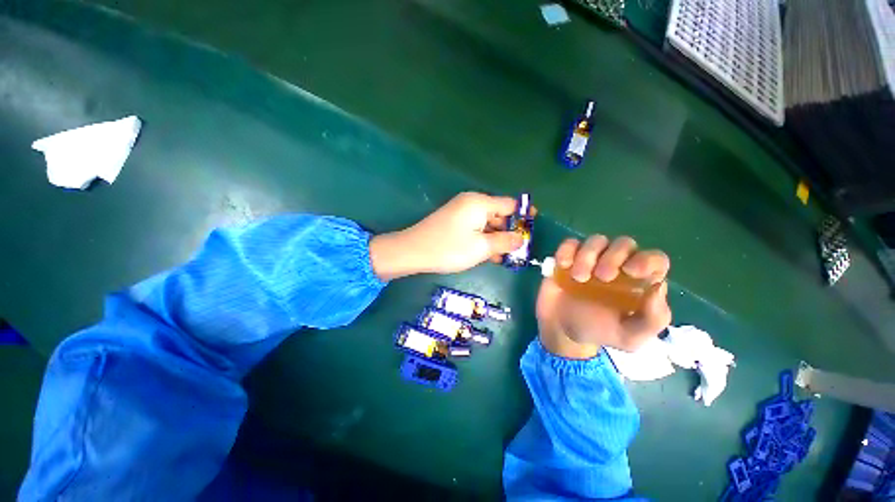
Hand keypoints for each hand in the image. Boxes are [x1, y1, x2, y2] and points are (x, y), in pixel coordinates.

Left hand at [369, 192, 527, 279]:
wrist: (413, 251)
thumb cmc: (449, 248)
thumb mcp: (481, 247)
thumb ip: (504, 242)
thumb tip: (521, 239)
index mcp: (480, 203)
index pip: (510, 204)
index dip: (523, 215)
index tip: (533, 229)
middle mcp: (471, 202)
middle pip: (499, 213)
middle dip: (509, 231)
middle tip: (517, 250)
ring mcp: (461, 211)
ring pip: (487, 223)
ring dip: (496, 238)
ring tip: (503, 257)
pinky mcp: (454, 221)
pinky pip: (475, 227)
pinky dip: (483, 238)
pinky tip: (488, 254)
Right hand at [536, 236, 671, 359]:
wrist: (562, 330)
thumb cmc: (599, 332)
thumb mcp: (630, 337)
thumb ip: (652, 319)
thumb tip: (659, 286)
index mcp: (639, 282)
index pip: (654, 259)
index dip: (647, 260)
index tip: (631, 271)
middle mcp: (617, 265)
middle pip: (624, 244)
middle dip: (614, 257)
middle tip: (602, 278)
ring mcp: (591, 259)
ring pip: (597, 240)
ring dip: (588, 255)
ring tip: (578, 277)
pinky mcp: (569, 258)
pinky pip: (570, 243)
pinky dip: (567, 250)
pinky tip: (563, 265)